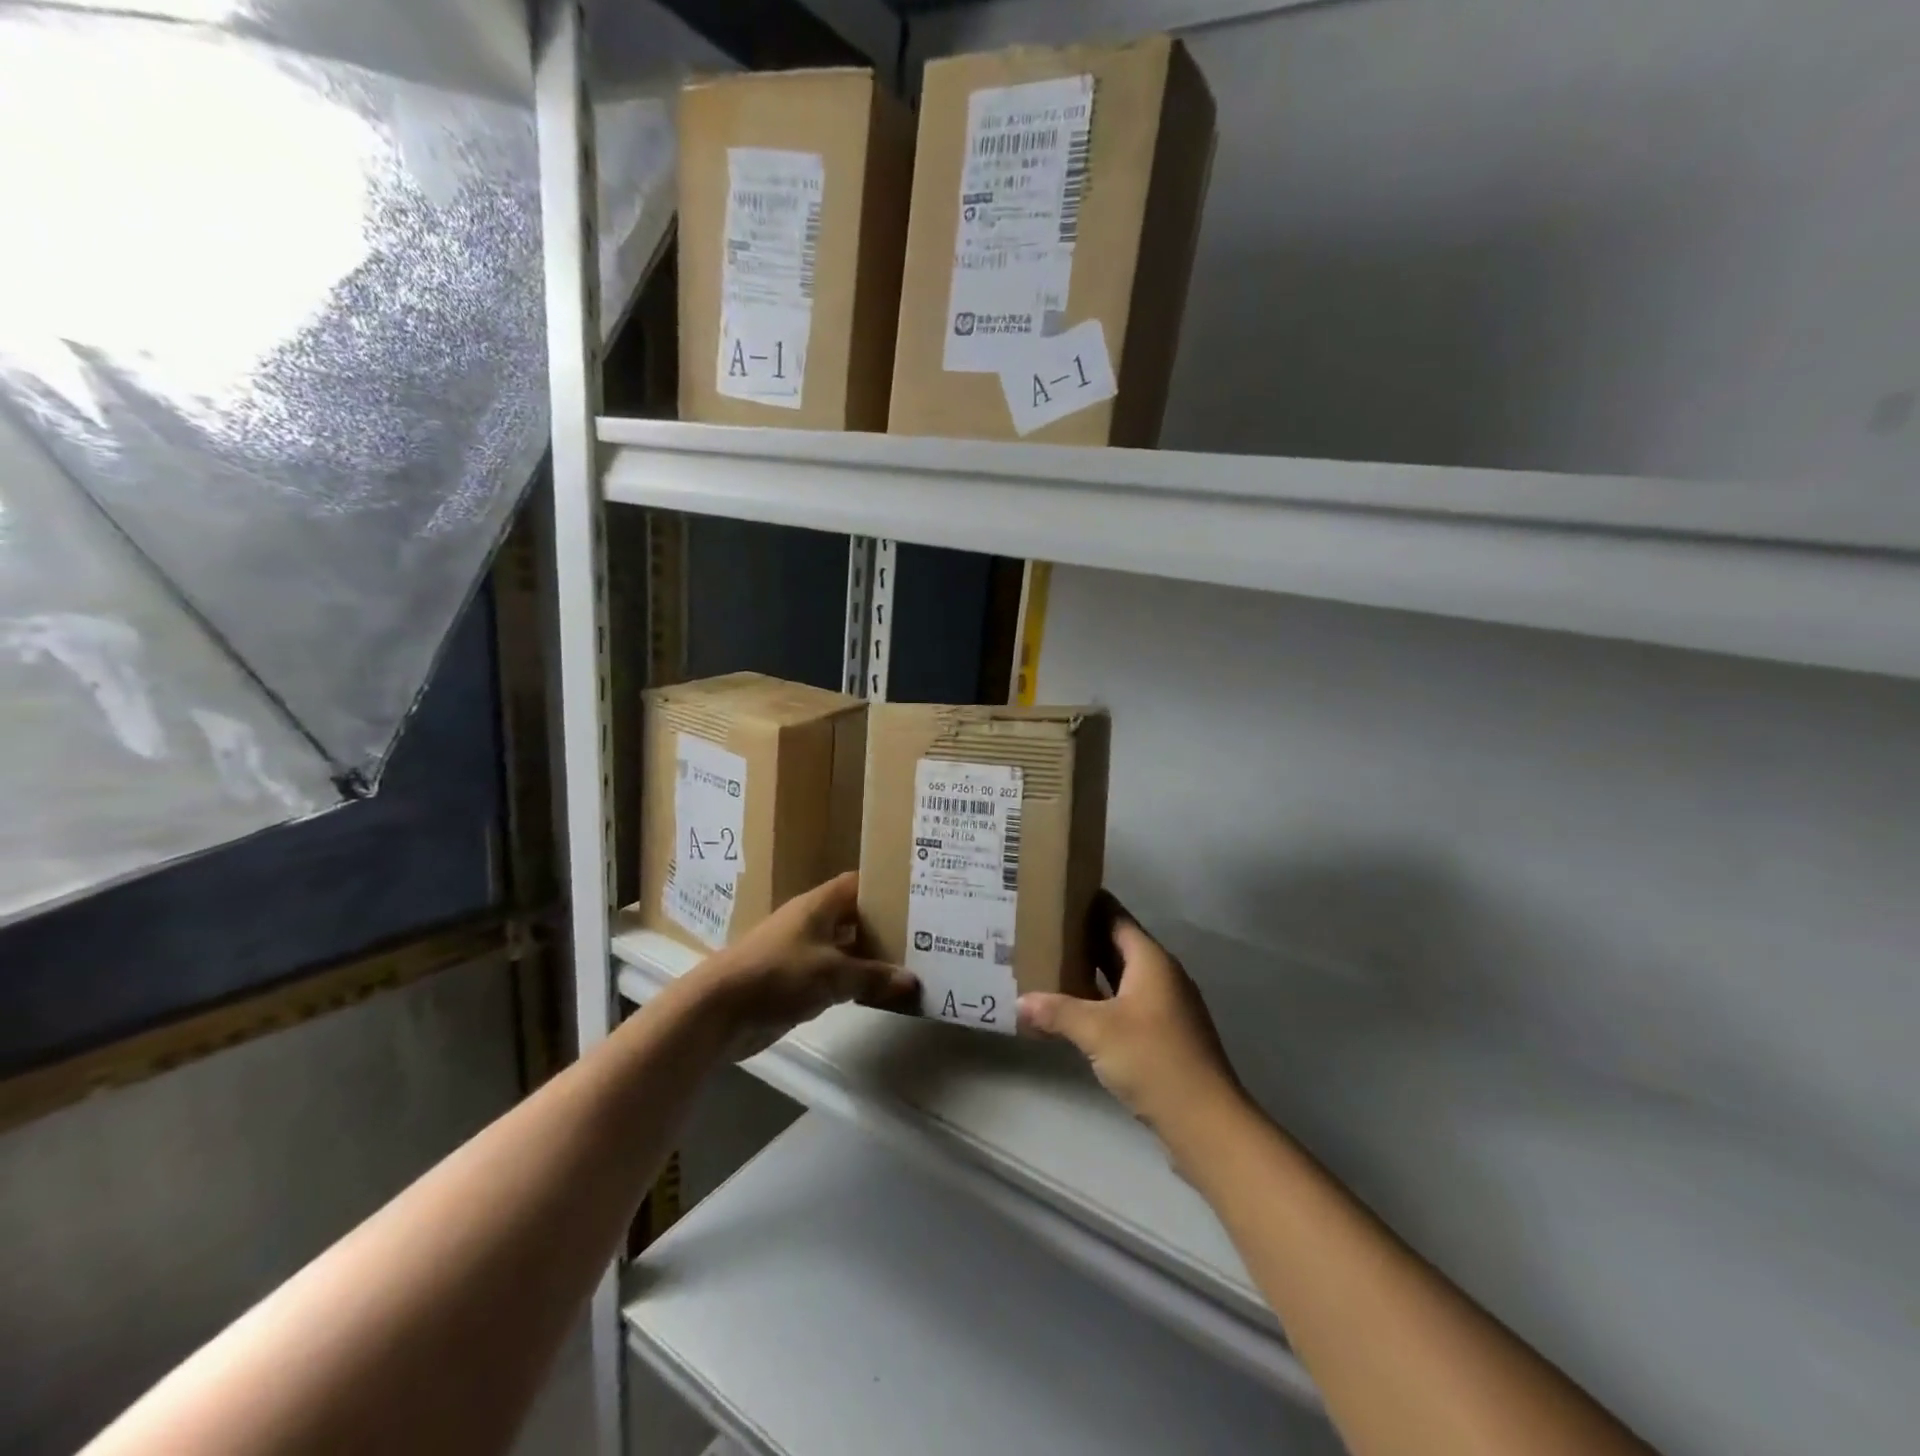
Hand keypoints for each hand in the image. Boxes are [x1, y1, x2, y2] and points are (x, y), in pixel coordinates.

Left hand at [687, 872, 916, 1060]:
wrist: (719, 1010)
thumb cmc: (778, 975)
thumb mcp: (833, 974)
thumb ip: (873, 976)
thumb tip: (911, 980)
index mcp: (818, 905)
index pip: (858, 884)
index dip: (885, 887)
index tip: (917, 896)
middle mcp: (811, 922)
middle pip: (855, 916)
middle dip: (885, 925)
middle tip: (925, 934)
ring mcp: (802, 952)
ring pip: (845, 948)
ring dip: (870, 957)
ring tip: (911, 963)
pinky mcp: (795, 981)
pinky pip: (833, 975)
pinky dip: (854, 981)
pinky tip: (878, 992)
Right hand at [1020, 894, 1241, 1133]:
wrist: (1205, 1120)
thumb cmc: (1153, 1059)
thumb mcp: (1097, 1031)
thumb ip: (1057, 1011)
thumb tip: (1020, 1002)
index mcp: (1151, 961)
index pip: (1116, 917)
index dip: (1088, 904)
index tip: (1057, 895)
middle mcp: (1162, 975)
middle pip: (1119, 945)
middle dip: (1084, 938)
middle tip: (1044, 931)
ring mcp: (1168, 1006)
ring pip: (1123, 976)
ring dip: (1093, 971)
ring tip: (1053, 966)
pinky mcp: (1166, 1034)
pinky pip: (1128, 1002)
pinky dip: (1103, 999)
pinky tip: (1078, 1011)